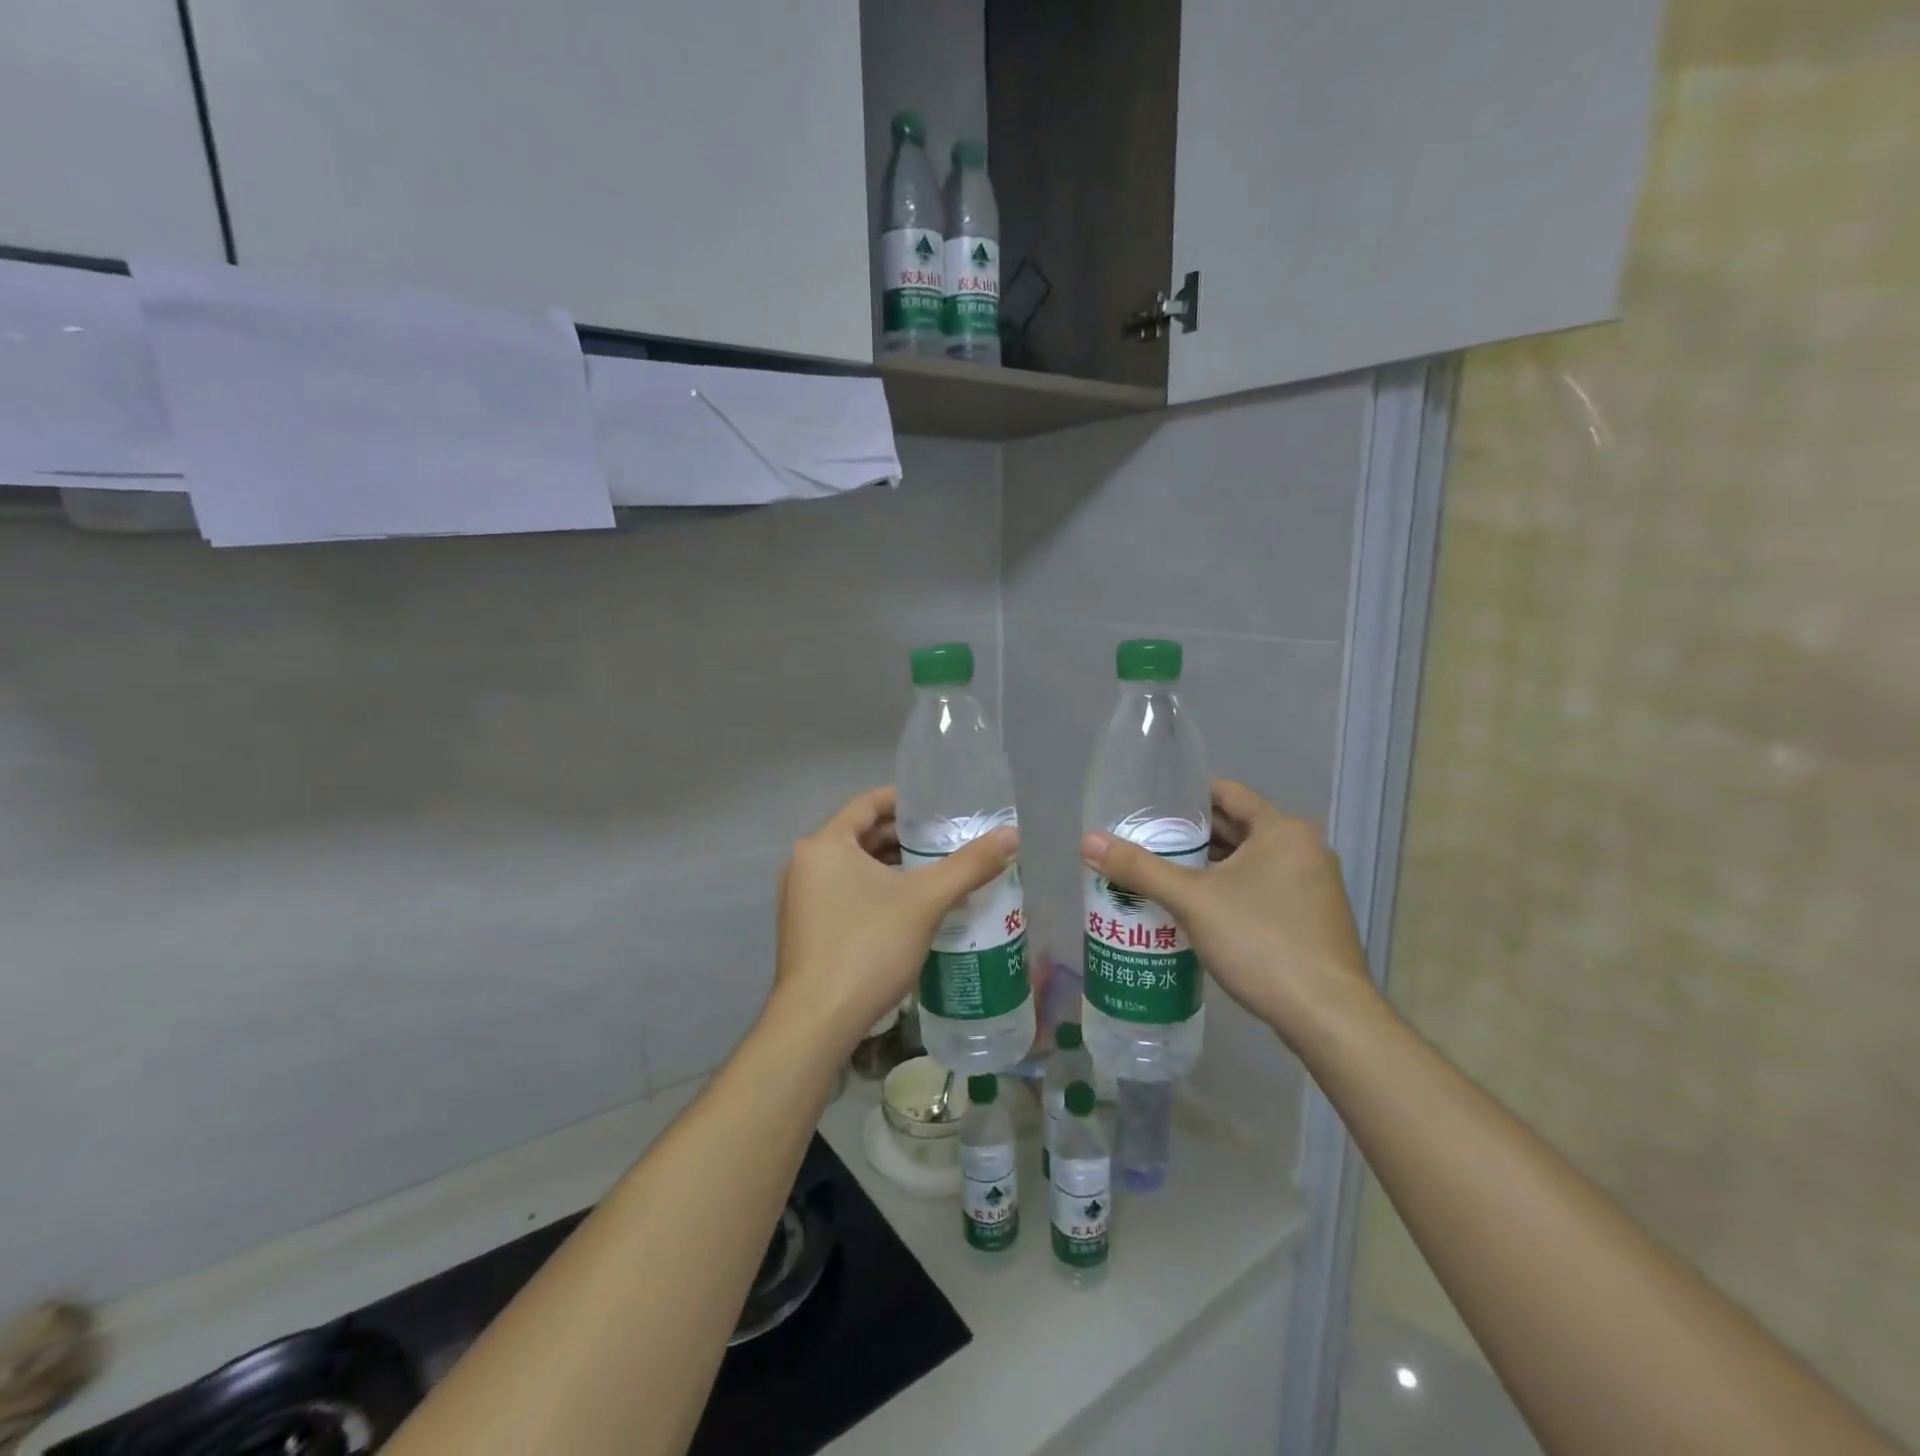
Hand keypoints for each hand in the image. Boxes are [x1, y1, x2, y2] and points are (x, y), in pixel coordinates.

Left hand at [769, 786, 1018, 1055]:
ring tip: (936, 873)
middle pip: (861, 836)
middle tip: (947, 841)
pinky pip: (845, 894)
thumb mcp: (925, 901)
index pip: (868, 804)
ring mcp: (801, 899)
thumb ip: (969, 865)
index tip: (940, 806)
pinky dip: (876, 892)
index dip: (906, 801)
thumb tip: (1012, 835)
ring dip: (892, 867)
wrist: (818, 1021)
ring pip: (853, 868)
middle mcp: (805, 864)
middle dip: (904, 838)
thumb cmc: (868, 946)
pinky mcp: (806, 930)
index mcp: (825, 845)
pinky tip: (910, 910)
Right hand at [1079, 780, 1378, 1049]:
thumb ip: (1140, 869)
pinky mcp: (1313, 920)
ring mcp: (1313, 887)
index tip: (1150, 808)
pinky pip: (1262, 890)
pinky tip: (1197, 912)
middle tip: (1145, 844)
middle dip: (1191, 838)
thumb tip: (1087, 842)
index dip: (1187, 797)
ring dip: (1209, 869)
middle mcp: (1304, 850)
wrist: (1328, 1017)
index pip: (1228, 795)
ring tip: (1161, 876)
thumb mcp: (1192, 901)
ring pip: (1249, 864)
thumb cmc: (1261, 942)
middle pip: (1237, 829)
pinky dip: (1230, 893)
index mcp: (1283, 831)